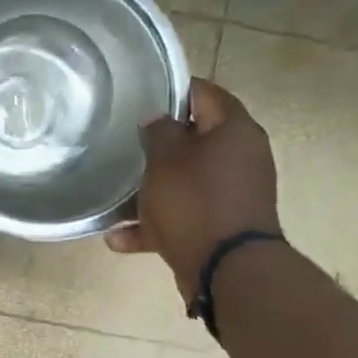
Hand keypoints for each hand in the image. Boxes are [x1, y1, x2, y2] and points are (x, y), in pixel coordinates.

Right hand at [106, 78, 280, 303]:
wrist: (226, 269)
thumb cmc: (194, 201)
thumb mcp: (165, 158)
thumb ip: (159, 132)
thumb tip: (157, 121)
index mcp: (235, 131)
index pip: (205, 93)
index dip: (172, 88)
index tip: (140, 93)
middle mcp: (241, 158)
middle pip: (195, 139)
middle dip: (158, 143)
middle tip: (123, 141)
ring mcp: (232, 194)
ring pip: (185, 180)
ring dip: (151, 188)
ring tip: (116, 194)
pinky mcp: (221, 225)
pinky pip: (182, 216)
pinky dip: (154, 223)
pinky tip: (119, 237)